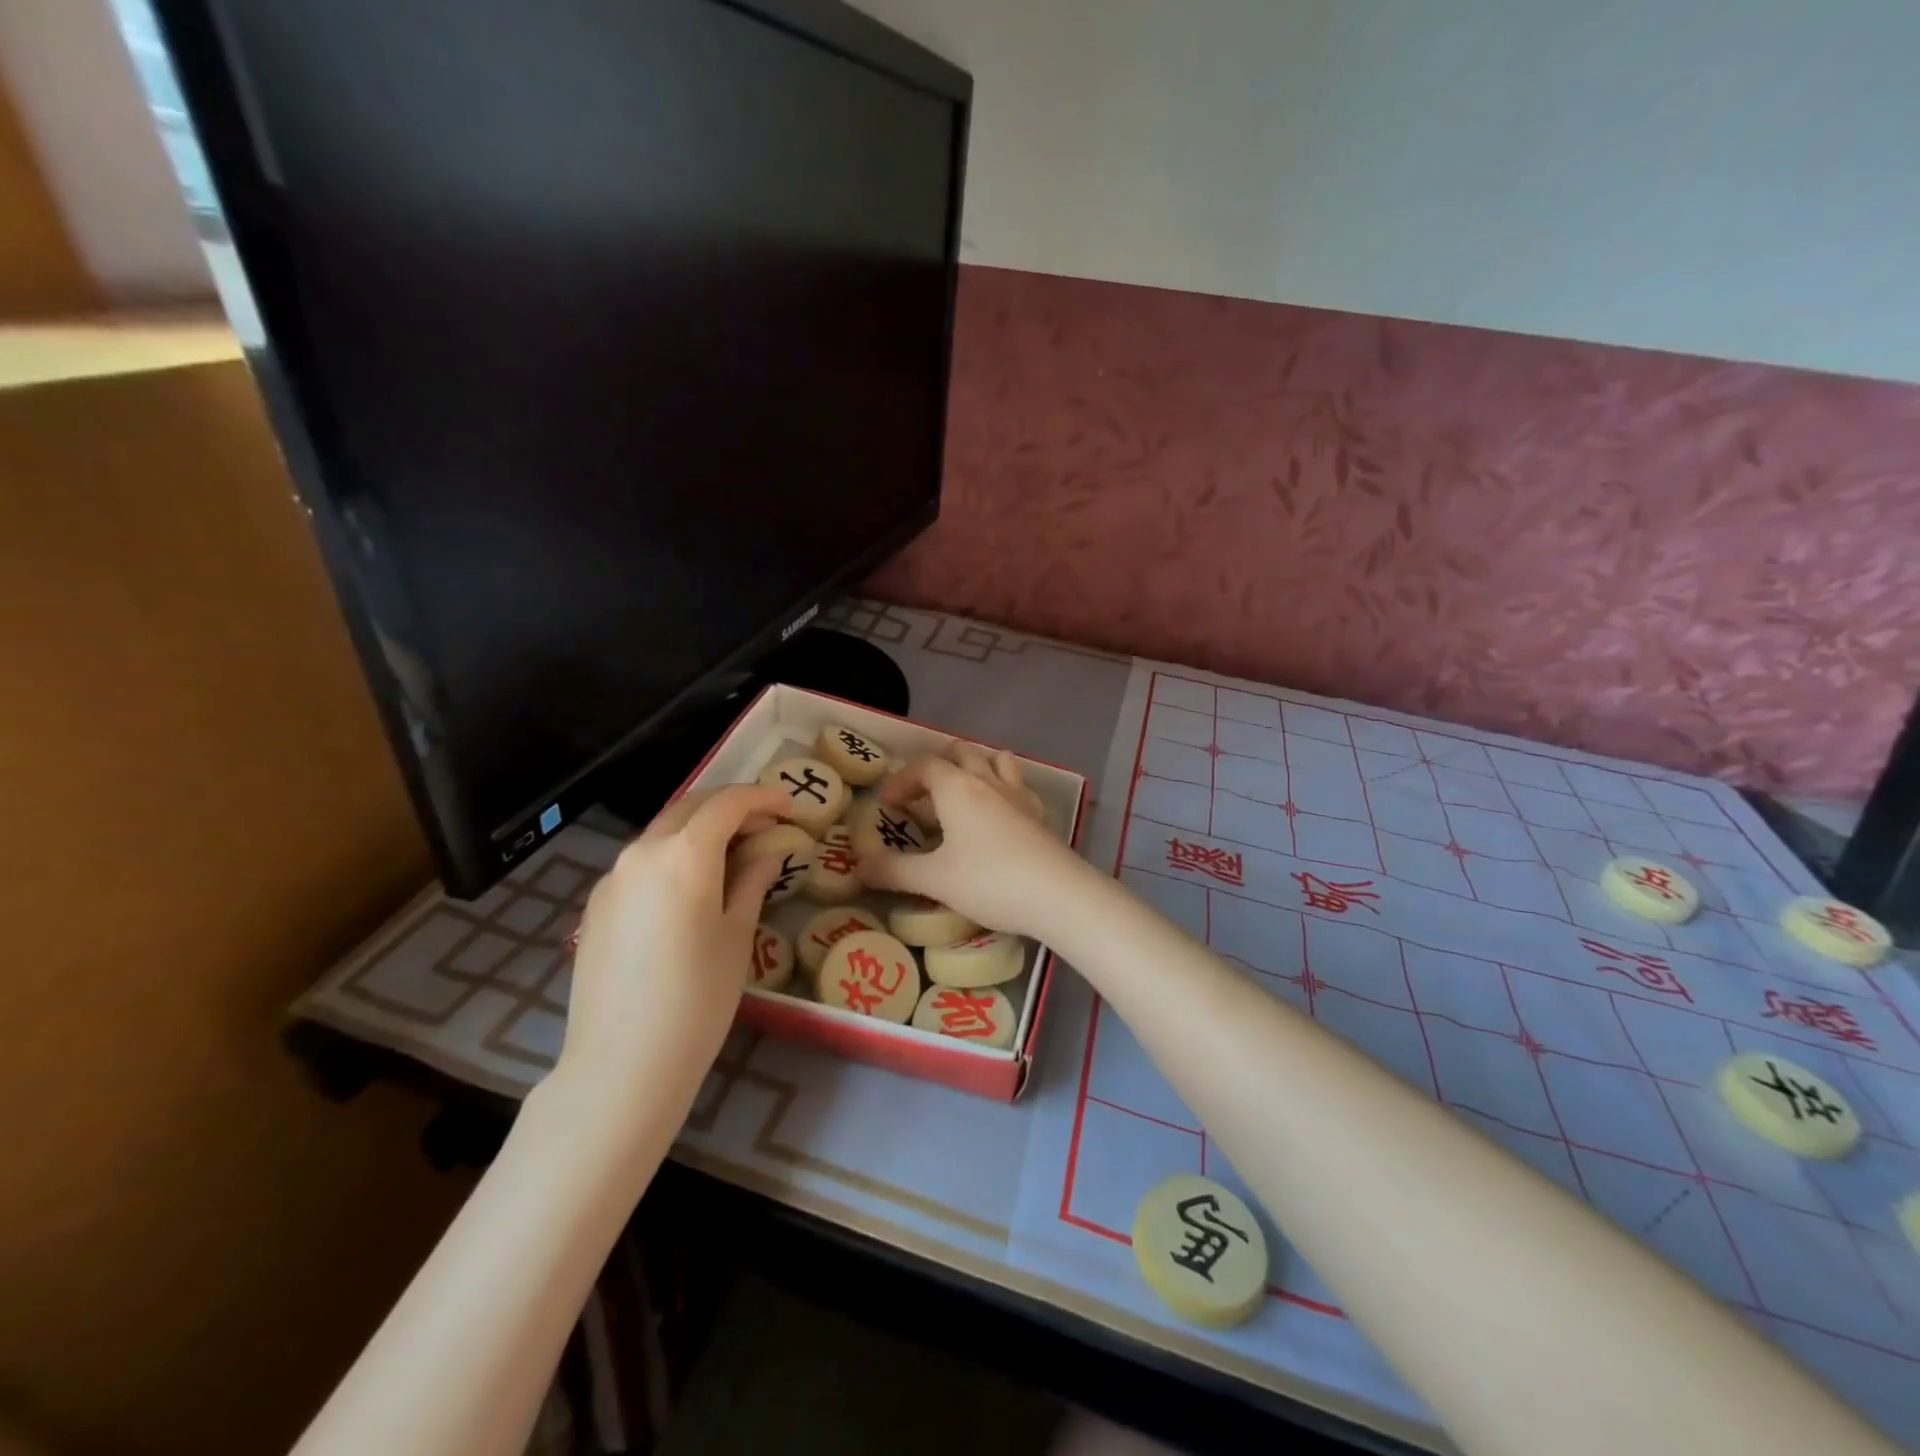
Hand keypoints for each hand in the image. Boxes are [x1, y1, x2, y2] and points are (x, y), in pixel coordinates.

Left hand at [560, 784, 791, 1095]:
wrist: (622, 1064)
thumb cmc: (698, 998)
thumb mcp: (737, 936)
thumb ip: (752, 882)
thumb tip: (766, 854)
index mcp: (684, 855)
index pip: (728, 803)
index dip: (762, 798)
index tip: (789, 808)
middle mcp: (642, 853)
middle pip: (690, 807)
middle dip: (730, 808)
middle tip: (764, 826)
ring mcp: (612, 879)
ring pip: (662, 833)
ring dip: (699, 831)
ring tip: (731, 856)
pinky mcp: (596, 906)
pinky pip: (641, 864)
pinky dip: (672, 858)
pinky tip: (690, 890)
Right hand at [856, 742, 1082, 937]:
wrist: (1058, 895)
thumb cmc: (989, 881)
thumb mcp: (934, 879)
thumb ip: (894, 871)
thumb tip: (859, 867)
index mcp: (957, 787)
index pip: (924, 765)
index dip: (901, 780)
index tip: (887, 805)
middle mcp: (988, 781)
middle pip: (961, 752)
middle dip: (937, 766)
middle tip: (922, 796)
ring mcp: (1018, 795)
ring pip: (995, 760)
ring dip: (974, 767)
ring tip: (961, 795)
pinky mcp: (1039, 814)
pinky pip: (1017, 784)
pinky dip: (1002, 788)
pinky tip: (999, 814)